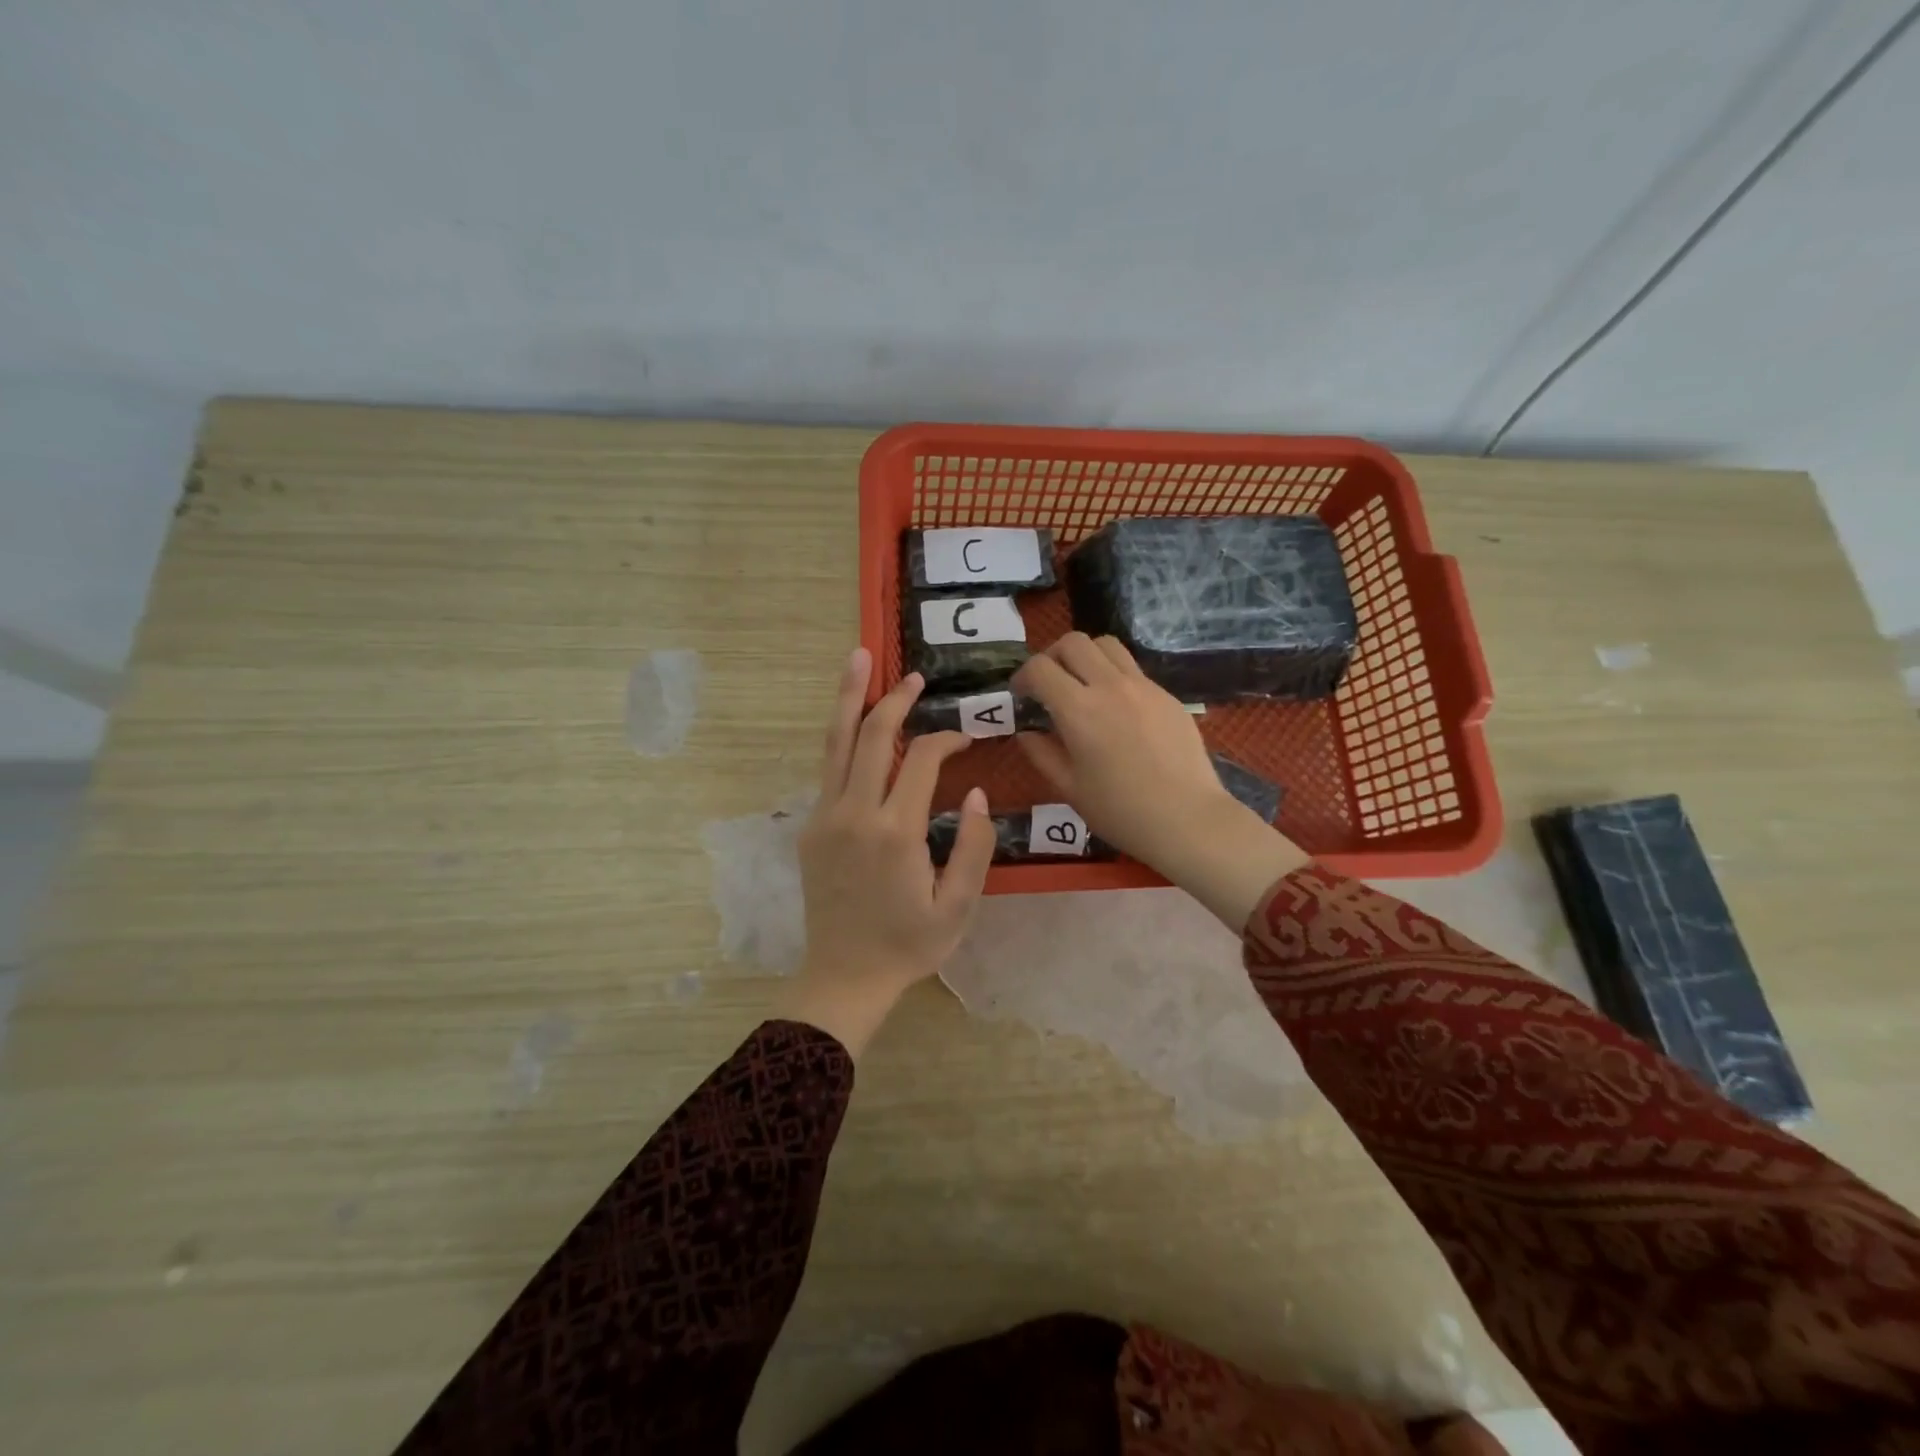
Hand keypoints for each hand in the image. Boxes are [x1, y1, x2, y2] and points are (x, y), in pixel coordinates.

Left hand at [782, 648, 994, 1056]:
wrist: (844, 976)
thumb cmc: (908, 945)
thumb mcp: (958, 906)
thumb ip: (972, 846)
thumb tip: (973, 792)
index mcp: (895, 832)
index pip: (921, 760)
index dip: (945, 740)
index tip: (966, 739)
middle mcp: (854, 813)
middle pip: (871, 736)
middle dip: (893, 700)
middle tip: (913, 676)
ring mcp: (825, 817)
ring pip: (836, 743)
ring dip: (849, 699)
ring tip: (857, 659)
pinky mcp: (811, 827)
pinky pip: (828, 769)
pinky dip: (841, 736)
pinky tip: (852, 720)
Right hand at [1012, 633, 1308, 929]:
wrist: (1187, 819)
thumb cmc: (1120, 811)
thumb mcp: (1069, 788)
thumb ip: (1041, 754)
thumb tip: (1026, 733)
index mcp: (1079, 710)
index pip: (1040, 668)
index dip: (1023, 676)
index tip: (1021, 694)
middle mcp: (1109, 686)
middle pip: (1073, 642)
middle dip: (1052, 656)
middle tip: (1050, 684)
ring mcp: (1143, 686)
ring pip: (1107, 645)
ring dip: (1086, 656)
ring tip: (1083, 685)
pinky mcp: (1166, 694)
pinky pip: (1133, 669)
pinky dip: (1114, 675)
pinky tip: (1117, 709)